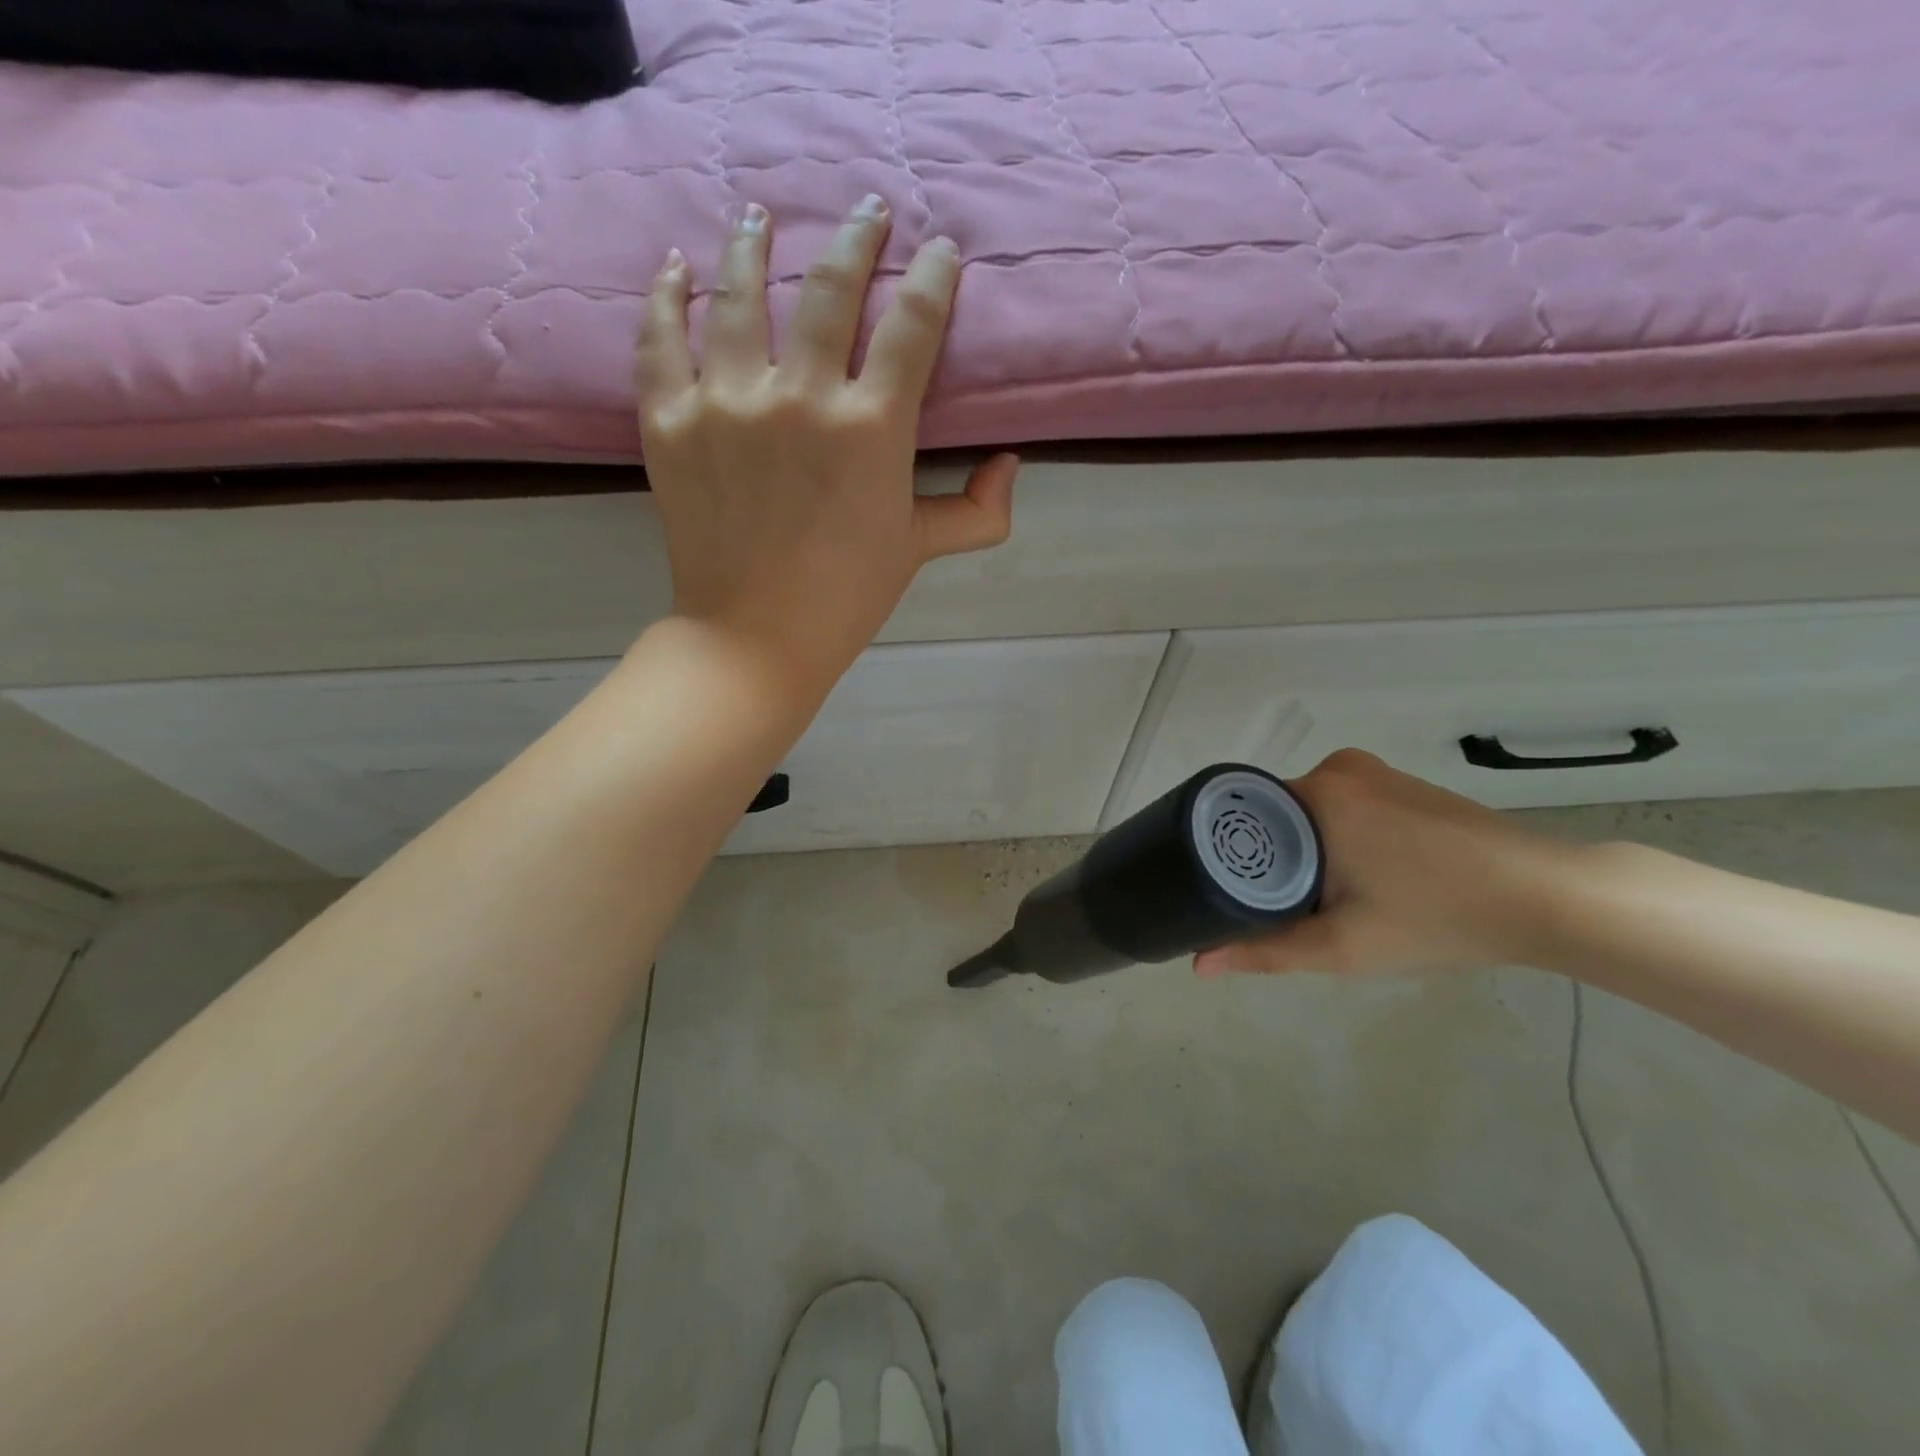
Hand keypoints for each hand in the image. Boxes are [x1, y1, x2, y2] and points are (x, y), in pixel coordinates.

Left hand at [635, 196, 1018, 703]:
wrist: (755, 637)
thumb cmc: (848, 596)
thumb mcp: (920, 550)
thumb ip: (977, 511)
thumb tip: (1010, 465)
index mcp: (871, 428)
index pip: (913, 325)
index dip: (933, 278)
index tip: (940, 251)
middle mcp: (800, 397)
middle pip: (831, 289)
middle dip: (857, 238)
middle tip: (866, 210)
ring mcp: (726, 403)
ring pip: (740, 294)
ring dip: (755, 244)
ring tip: (761, 216)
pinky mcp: (668, 420)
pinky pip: (661, 336)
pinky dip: (668, 295)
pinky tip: (678, 267)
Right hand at [1195, 750, 1578, 977]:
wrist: (1549, 898)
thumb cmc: (1438, 917)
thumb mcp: (1343, 945)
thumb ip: (1266, 951)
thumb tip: (1198, 964)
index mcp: (1317, 792)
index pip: (1243, 814)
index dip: (1232, 855)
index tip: (1229, 892)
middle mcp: (1338, 768)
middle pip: (1276, 814)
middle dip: (1272, 858)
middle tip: (1279, 908)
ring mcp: (1375, 772)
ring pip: (1310, 813)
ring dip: (1307, 849)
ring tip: (1318, 899)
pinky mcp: (1402, 783)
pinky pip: (1343, 807)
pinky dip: (1337, 838)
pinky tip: (1362, 878)